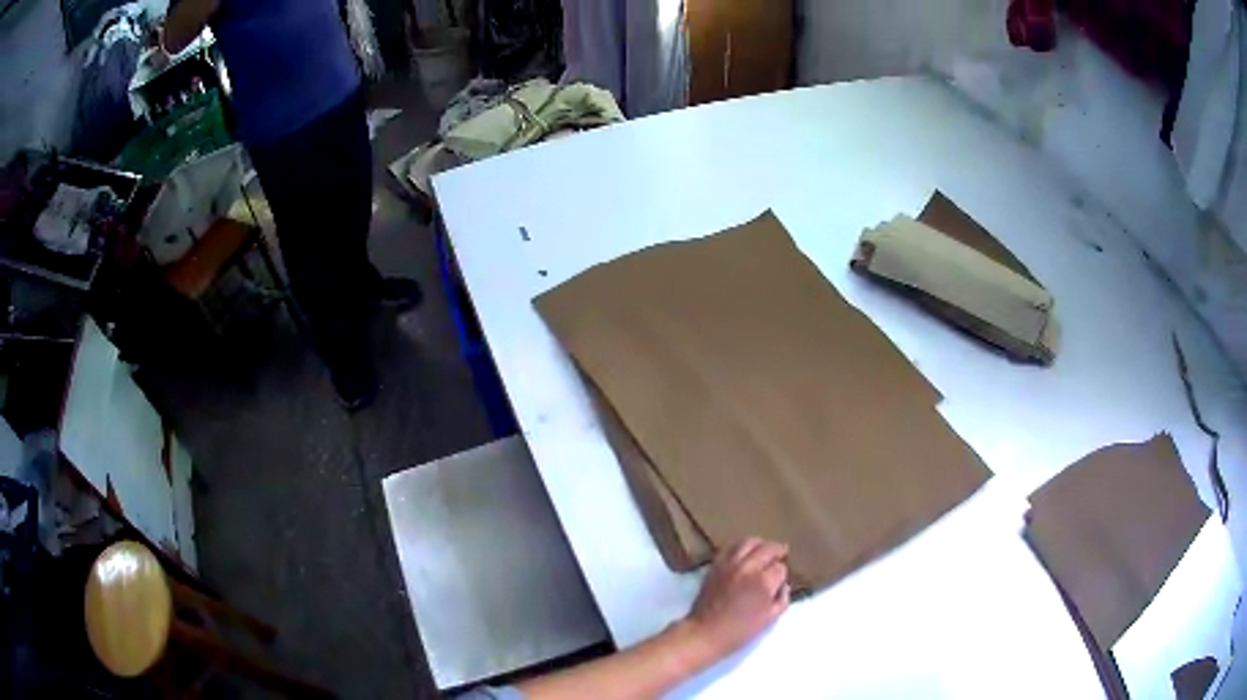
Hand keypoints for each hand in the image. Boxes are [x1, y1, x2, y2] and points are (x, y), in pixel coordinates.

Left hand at [683, 538, 790, 659]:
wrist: (706, 632)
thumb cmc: (740, 631)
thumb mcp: (770, 619)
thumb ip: (782, 599)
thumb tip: (783, 585)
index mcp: (763, 582)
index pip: (780, 567)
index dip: (783, 573)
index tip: (781, 580)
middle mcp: (747, 568)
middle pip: (768, 547)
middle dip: (778, 551)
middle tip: (781, 556)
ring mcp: (729, 564)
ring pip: (749, 542)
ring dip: (760, 545)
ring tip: (763, 552)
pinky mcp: (716, 566)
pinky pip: (731, 548)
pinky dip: (741, 548)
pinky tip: (744, 556)